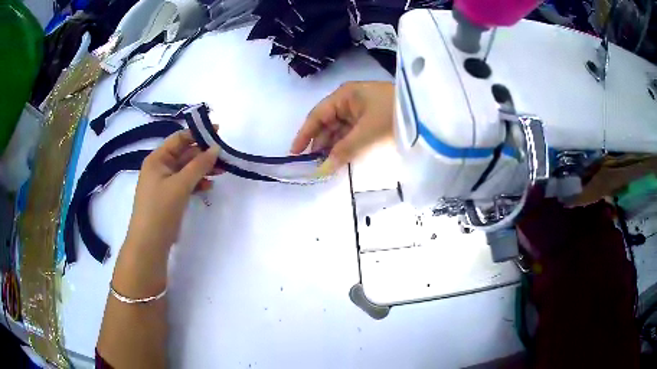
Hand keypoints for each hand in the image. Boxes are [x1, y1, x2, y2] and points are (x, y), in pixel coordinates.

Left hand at [125, 129, 219, 253]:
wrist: (149, 244)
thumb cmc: (160, 209)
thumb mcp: (180, 184)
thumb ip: (199, 165)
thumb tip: (216, 148)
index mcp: (157, 159)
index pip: (179, 139)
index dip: (198, 134)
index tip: (218, 132)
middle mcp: (160, 167)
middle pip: (184, 154)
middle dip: (204, 154)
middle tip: (224, 156)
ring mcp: (164, 183)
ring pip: (186, 170)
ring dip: (203, 169)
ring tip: (222, 171)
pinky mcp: (169, 197)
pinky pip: (185, 184)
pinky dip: (197, 183)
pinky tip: (209, 186)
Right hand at [291, 81, 394, 174]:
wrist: (429, 116)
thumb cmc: (393, 117)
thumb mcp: (366, 134)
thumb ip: (342, 151)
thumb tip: (321, 170)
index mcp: (345, 96)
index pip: (317, 115)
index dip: (304, 134)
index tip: (294, 154)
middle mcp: (351, 101)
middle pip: (328, 124)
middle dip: (320, 144)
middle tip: (312, 166)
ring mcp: (363, 111)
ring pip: (341, 131)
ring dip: (334, 147)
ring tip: (325, 167)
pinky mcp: (374, 121)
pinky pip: (354, 134)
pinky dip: (347, 147)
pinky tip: (342, 159)